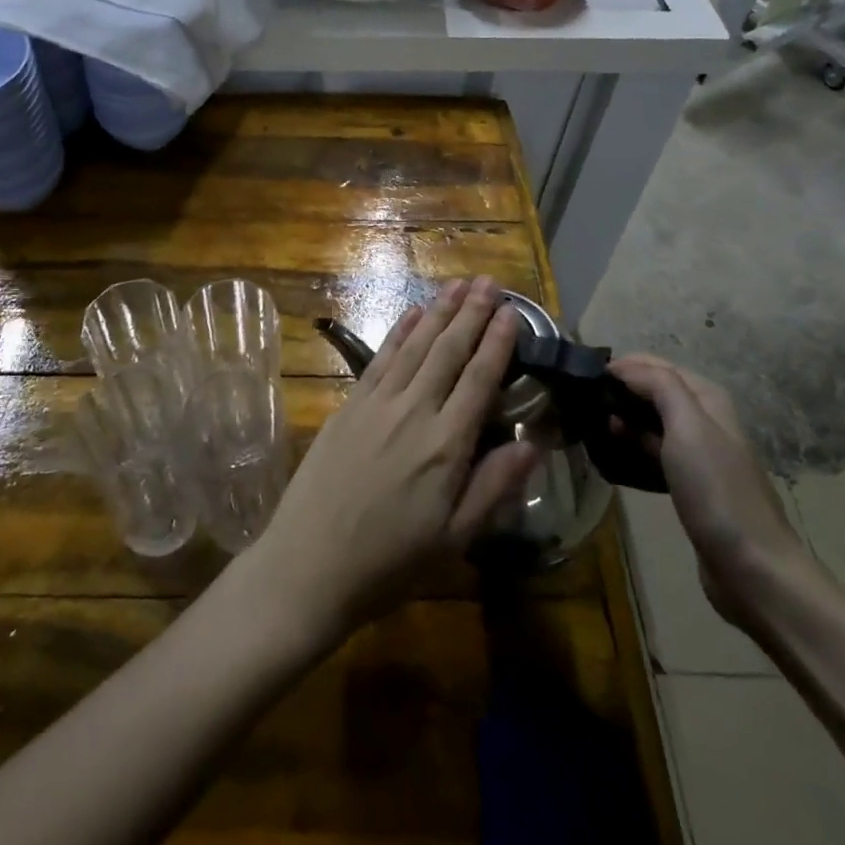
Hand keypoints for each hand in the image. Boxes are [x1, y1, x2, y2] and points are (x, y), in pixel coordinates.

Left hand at [246, 276, 538, 646]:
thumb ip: (494, 487)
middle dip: (470, 313)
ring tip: (456, 285)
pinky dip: (398, 332)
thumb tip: (533, 442)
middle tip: (488, 281)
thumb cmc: (390, 562)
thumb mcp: (455, 539)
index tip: (512, 312)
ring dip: (437, 312)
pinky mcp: (349, 405)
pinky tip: (411, 314)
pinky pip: (379, 358)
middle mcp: (414, 411)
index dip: (497, 342)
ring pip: (415, 346)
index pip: (479, 379)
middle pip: (448, 351)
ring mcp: (377, 403)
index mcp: (446, 445)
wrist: (310, 563)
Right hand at [609, 356, 811, 631]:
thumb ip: (659, 386)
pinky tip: (610, 455)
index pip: (656, 365)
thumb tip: (623, 367)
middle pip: (653, 392)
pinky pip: (653, 453)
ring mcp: (698, 454)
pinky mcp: (689, 484)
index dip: (622, 365)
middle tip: (579, 400)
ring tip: (588, 425)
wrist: (752, 568)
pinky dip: (631, 447)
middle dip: (619, 391)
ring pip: (651, 422)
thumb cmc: (717, 490)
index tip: (583, 375)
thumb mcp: (688, 427)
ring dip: (622, 420)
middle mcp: (704, 420)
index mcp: (708, 399)